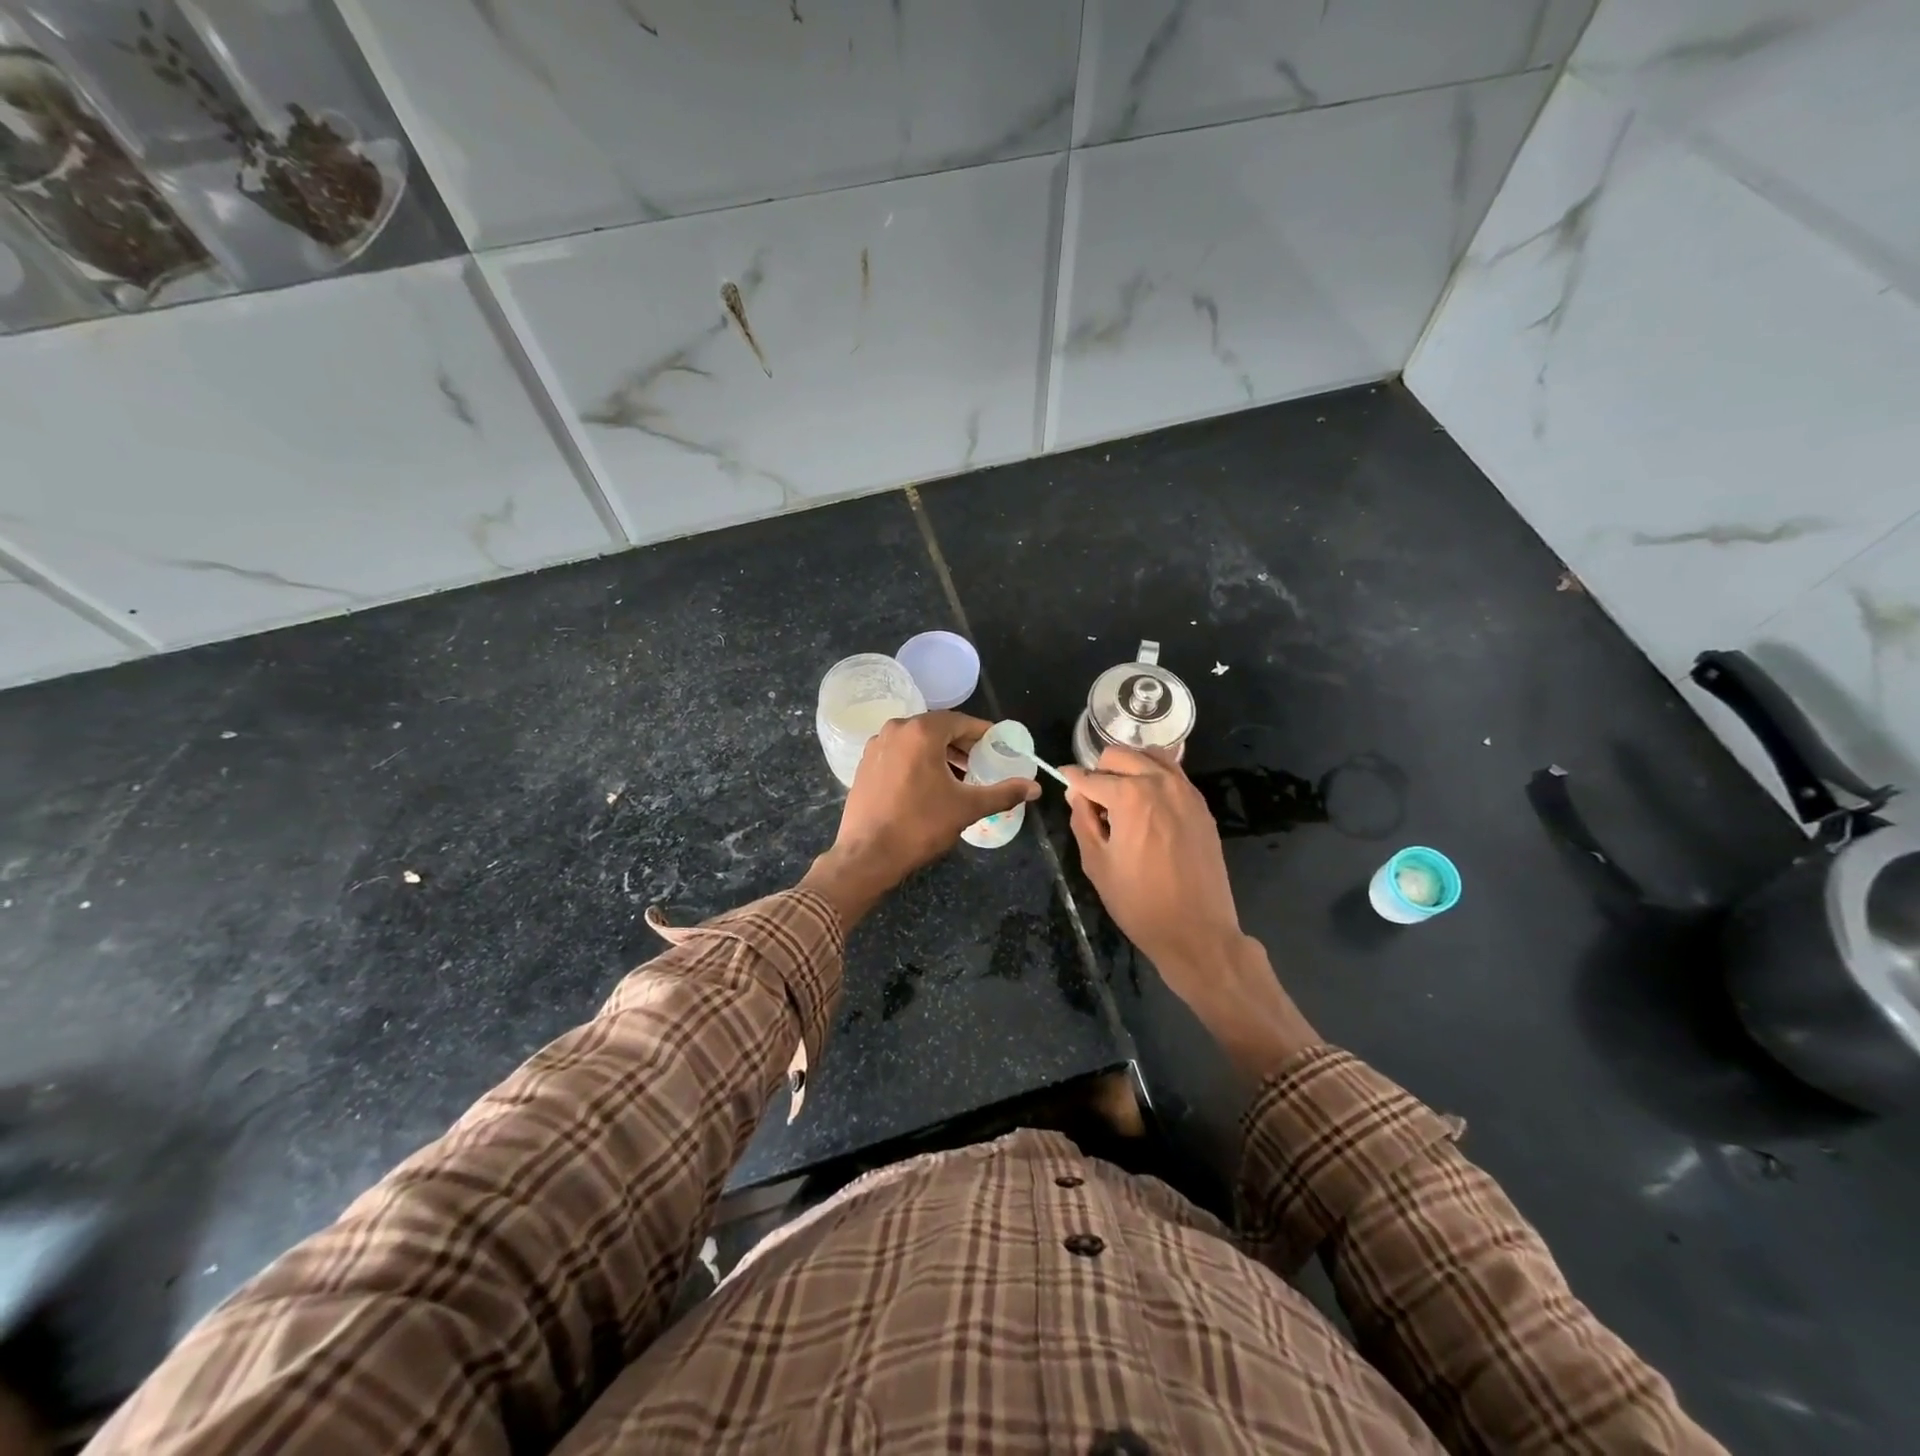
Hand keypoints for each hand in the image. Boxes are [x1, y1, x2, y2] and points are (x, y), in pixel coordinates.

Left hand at [801, 711, 1038, 926]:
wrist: (867, 855)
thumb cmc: (920, 825)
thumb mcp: (967, 808)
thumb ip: (1003, 793)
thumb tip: (1035, 788)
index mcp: (921, 732)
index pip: (961, 721)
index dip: (983, 734)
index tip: (998, 748)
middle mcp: (896, 730)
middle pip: (938, 728)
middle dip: (962, 744)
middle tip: (982, 763)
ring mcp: (876, 746)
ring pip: (917, 741)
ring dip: (940, 753)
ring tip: (959, 776)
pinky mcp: (865, 764)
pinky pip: (900, 753)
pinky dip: (918, 761)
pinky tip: (929, 785)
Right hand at [1063, 747, 1320, 1078]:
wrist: (1197, 931)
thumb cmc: (1139, 903)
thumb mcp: (1097, 864)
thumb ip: (1082, 820)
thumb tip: (1076, 793)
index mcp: (1129, 796)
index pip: (1089, 776)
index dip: (1070, 780)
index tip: (1061, 783)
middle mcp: (1159, 783)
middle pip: (1119, 755)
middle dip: (1100, 770)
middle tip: (1093, 799)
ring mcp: (1185, 791)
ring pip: (1149, 756)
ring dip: (1129, 767)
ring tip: (1120, 795)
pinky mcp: (1201, 805)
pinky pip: (1173, 773)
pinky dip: (1154, 776)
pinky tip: (1146, 802)